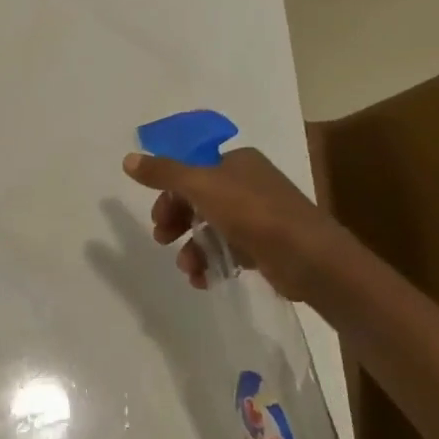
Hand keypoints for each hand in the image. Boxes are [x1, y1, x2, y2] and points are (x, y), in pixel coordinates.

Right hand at [123, 147, 347, 302]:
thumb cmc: (254, 213)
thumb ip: (164, 173)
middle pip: (199, 199)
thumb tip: (128, 159)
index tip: (156, 215)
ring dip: (192, 248)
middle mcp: (249, 184)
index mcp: (237, 162)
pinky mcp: (267, 246)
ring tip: (187, 268)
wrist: (310, 258)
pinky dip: (213, 263)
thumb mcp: (202, 186)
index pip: (192, 170)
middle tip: (162, 239)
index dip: (169, 191)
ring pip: (212, 228)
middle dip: (177, 221)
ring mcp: (260, 216)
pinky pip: (230, 250)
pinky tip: (204, 279)